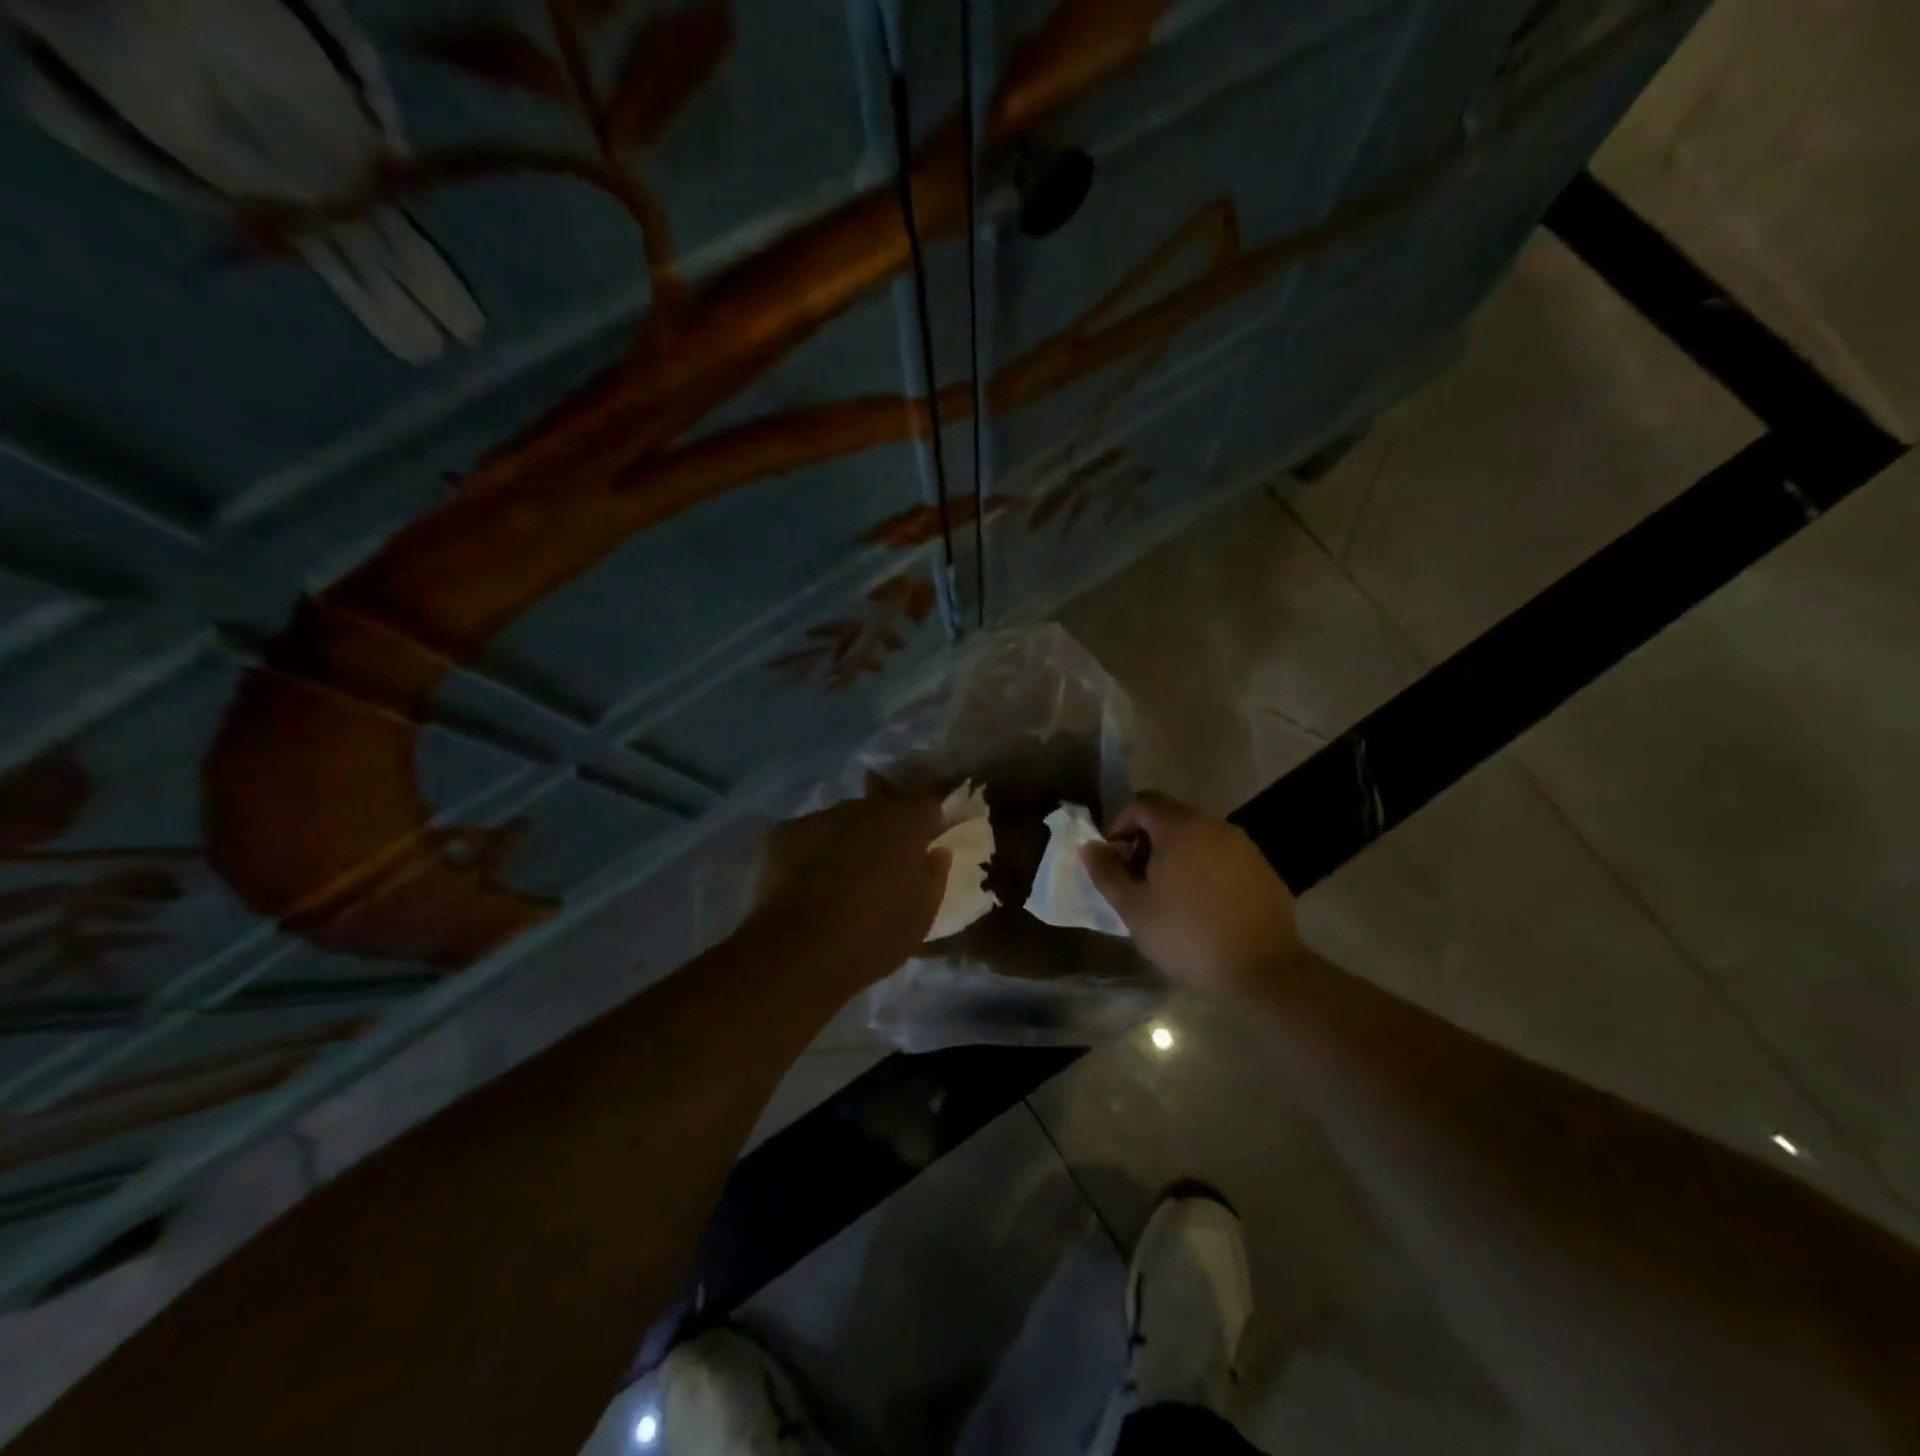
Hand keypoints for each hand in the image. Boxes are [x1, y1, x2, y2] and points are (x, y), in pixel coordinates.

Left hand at [747, 780, 949, 990]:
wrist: (799, 953)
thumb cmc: (875, 935)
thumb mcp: (923, 914)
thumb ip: (934, 874)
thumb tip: (936, 851)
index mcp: (903, 822)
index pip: (927, 805)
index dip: (929, 825)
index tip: (927, 846)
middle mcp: (862, 808)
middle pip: (881, 810)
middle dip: (886, 831)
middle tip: (884, 866)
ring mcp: (819, 817)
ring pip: (842, 822)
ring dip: (848, 840)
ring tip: (842, 878)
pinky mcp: (782, 834)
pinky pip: (808, 837)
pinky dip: (812, 852)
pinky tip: (807, 884)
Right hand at [1080, 791, 1301, 997]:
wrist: (1263, 969)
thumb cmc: (1187, 935)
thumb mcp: (1133, 908)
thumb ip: (1106, 872)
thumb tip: (1089, 846)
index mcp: (1180, 828)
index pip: (1142, 803)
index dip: (1119, 824)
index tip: (1112, 857)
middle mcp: (1214, 826)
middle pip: (1170, 818)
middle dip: (1146, 842)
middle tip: (1136, 880)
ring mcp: (1243, 847)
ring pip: (1198, 838)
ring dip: (1175, 856)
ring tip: (1167, 896)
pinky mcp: (1263, 870)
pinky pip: (1222, 857)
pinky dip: (1204, 869)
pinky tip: (1202, 906)